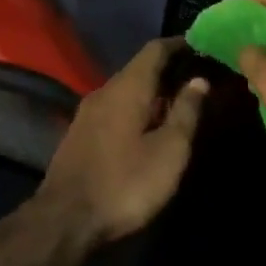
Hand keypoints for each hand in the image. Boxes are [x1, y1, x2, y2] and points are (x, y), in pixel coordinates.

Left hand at [38, 40, 209, 243]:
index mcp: (127, 87)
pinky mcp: (79, 134)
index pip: (154, 50)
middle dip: (167, 69)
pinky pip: (114, 108)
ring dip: (151, 91)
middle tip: (196, 76)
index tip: (201, 45)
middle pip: (138, 68)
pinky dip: (135, 108)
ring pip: (125, 90)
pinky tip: (147, 125)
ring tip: (176, 101)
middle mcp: (104, 91)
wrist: (64, 221)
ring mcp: (87, 113)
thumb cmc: (125, 183)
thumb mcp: (169, 151)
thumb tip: (199, 80)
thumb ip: (186, 112)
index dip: (178, 44)